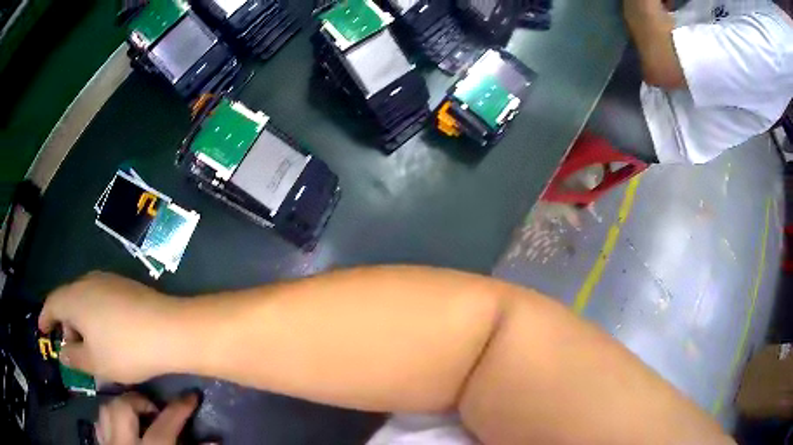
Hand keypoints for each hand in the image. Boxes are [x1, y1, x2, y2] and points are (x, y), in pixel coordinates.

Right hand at [39, 271, 180, 382]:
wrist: (169, 329)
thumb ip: (74, 357)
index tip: (42, 329)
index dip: (45, 317)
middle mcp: (87, 281)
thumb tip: (62, 352)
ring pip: (84, 299)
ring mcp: (107, 280)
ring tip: (90, 346)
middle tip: (72, 349)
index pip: (52, 303)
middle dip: (65, 324)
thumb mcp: (95, 362)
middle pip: (67, 300)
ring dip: (81, 321)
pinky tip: (107, 334)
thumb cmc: (125, 350)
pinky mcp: (125, 285)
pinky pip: (100, 299)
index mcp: (74, 297)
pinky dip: (96, 316)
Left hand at [96, 392, 202, 444]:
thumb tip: (213, 441)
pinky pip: (100, 424)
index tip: (191, 396)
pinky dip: (111, 420)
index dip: (179, 409)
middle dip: (141, 401)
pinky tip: (122, 428)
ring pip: (107, 410)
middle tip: (156, 409)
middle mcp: (124, 444)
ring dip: (123, 407)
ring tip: (138, 415)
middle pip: (124, 407)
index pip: (165, 426)